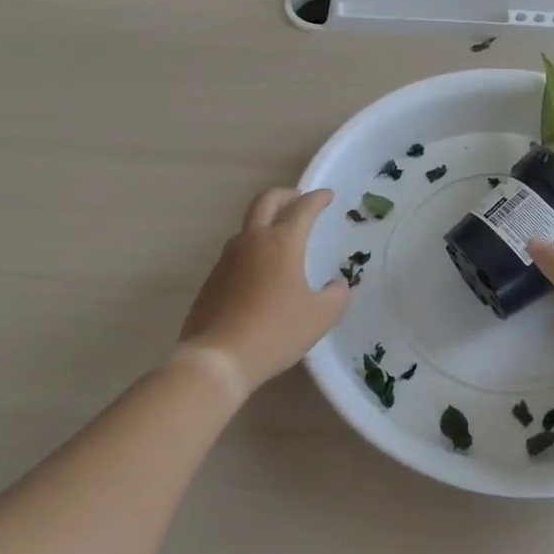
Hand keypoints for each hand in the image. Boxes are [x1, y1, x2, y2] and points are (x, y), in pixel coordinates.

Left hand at [179, 188, 350, 390]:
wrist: (217, 359)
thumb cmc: (275, 331)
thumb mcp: (319, 317)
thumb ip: (337, 297)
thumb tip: (340, 285)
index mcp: (282, 242)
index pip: (303, 208)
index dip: (318, 199)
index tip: (327, 196)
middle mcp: (252, 240)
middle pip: (266, 201)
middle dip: (285, 195)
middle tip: (299, 200)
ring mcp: (228, 258)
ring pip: (248, 225)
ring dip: (266, 220)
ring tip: (281, 236)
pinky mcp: (213, 278)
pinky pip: (236, 251)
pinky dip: (252, 247)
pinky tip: (261, 271)